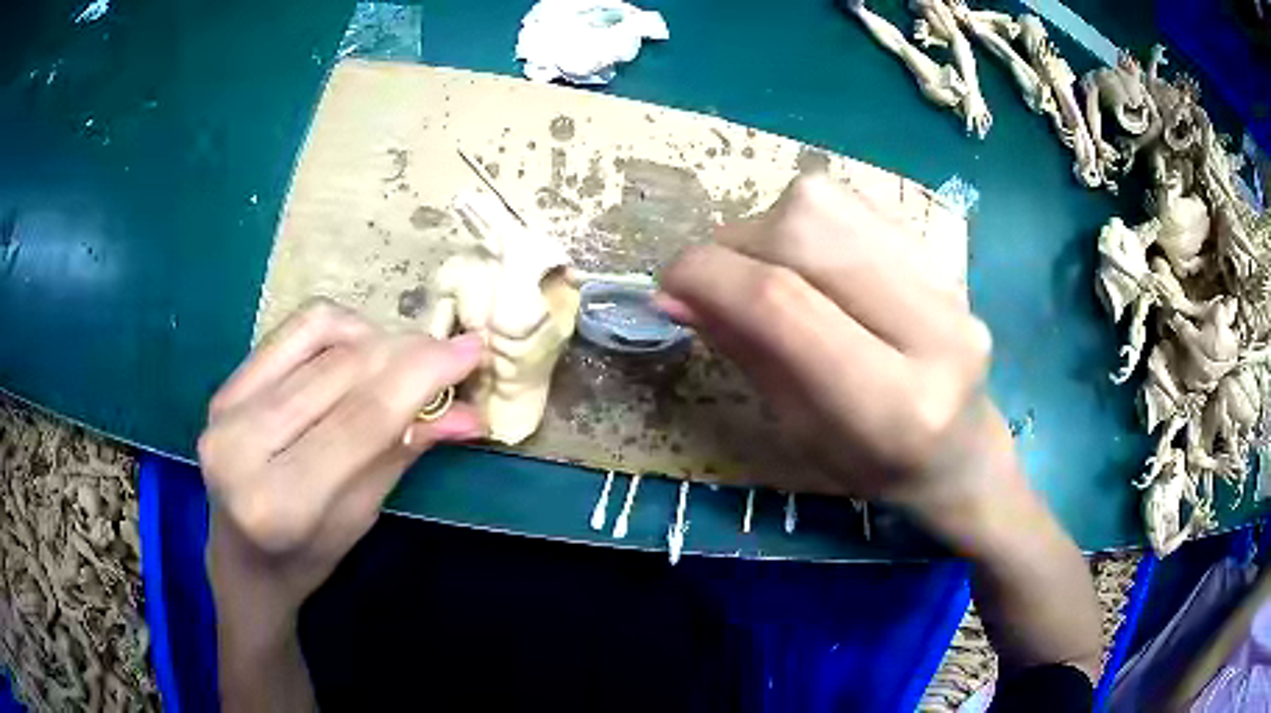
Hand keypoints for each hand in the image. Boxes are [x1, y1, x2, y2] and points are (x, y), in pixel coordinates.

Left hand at [198, 299, 483, 612]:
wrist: (242, 558)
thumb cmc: (307, 558)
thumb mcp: (362, 517)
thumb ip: (404, 453)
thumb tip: (469, 413)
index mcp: (280, 502)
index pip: (362, 419)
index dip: (422, 376)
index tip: (471, 351)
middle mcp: (242, 446)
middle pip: (342, 371)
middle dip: (407, 352)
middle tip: (449, 352)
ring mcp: (227, 408)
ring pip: (319, 338)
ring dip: (376, 338)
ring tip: (403, 359)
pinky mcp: (226, 386)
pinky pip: (292, 330)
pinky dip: (339, 329)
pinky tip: (360, 348)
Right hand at [657, 176, 1015, 532]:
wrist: (962, 452)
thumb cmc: (875, 467)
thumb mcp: (799, 431)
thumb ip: (744, 350)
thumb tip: (675, 290)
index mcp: (891, 405)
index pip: (782, 304)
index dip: (707, 277)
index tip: (667, 285)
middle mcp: (933, 331)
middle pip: (805, 233)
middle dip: (735, 245)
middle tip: (716, 281)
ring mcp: (947, 284)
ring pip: (827, 203)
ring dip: (768, 226)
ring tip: (764, 269)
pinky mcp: (944, 256)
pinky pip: (853, 204)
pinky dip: (806, 222)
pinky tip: (809, 260)